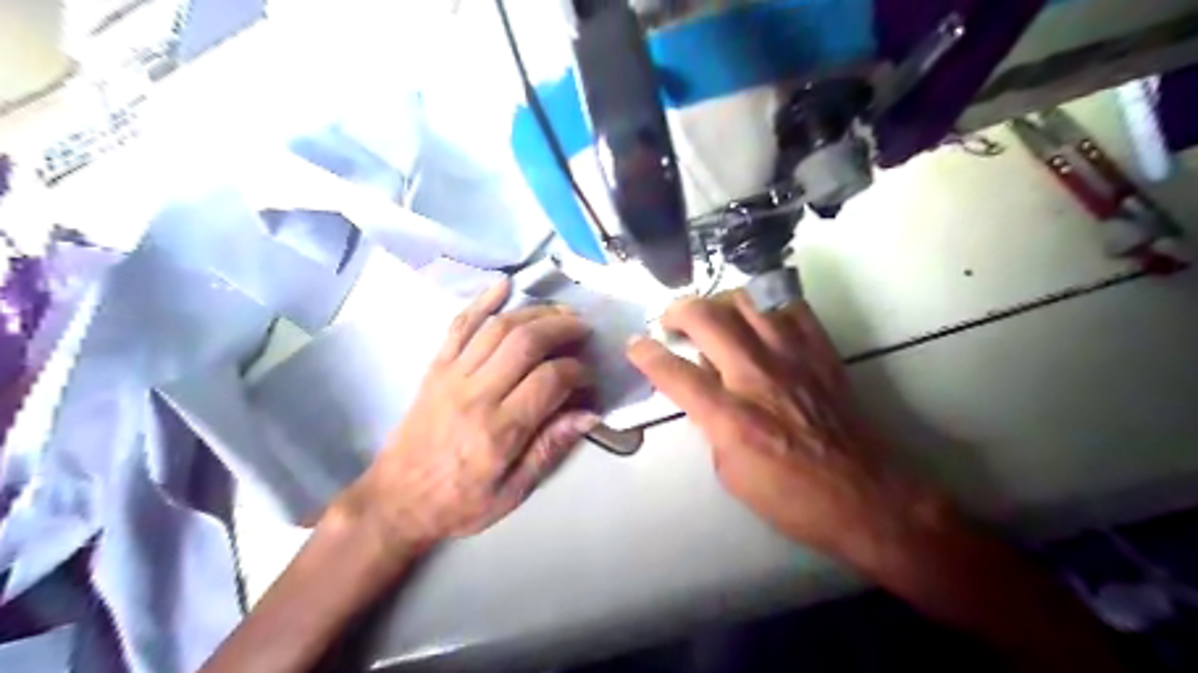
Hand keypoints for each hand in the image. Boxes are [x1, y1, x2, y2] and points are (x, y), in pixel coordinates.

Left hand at [336, 278, 598, 552]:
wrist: (394, 501)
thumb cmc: (458, 503)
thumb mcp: (511, 492)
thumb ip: (548, 449)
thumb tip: (589, 414)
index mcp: (498, 430)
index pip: (549, 380)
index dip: (578, 370)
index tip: (589, 376)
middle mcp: (476, 394)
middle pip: (525, 342)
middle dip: (562, 327)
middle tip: (584, 329)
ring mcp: (451, 375)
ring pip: (498, 327)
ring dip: (534, 311)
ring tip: (560, 311)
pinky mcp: (435, 367)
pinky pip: (459, 325)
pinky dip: (483, 300)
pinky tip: (504, 285)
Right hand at [624, 294, 951, 562]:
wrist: (866, 495)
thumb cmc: (792, 496)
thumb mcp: (731, 473)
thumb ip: (710, 425)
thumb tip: (703, 390)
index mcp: (731, 418)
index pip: (675, 373)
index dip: (647, 355)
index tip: (635, 345)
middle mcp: (758, 376)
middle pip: (707, 318)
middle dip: (677, 311)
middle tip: (670, 321)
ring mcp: (793, 357)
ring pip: (746, 299)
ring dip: (718, 300)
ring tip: (711, 314)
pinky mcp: (820, 350)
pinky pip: (789, 305)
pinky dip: (765, 304)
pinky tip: (757, 317)